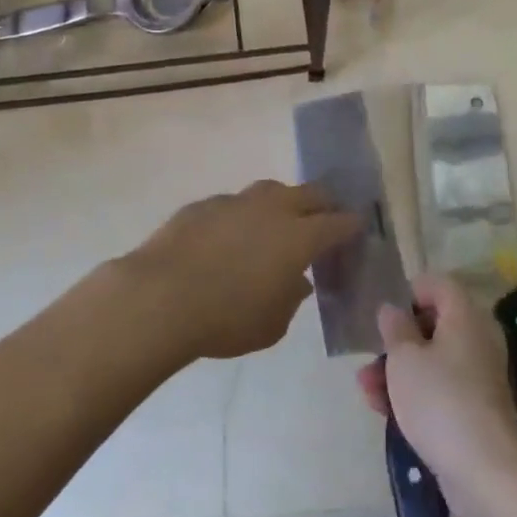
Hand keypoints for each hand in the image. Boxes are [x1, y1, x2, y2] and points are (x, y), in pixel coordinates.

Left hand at [124, 181, 357, 361]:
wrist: (160, 296)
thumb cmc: (226, 319)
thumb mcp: (272, 325)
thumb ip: (291, 299)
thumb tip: (296, 280)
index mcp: (298, 237)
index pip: (338, 222)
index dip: (351, 225)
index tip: (356, 230)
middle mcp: (273, 209)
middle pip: (311, 192)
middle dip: (323, 204)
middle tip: (324, 221)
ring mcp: (236, 201)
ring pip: (271, 190)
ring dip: (282, 204)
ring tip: (276, 226)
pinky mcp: (204, 204)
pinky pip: (234, 204)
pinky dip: (242, 216)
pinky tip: (230, 238)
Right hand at [355, 273, 516, 500]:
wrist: (484, 471)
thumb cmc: (440, 399)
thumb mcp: (404, 358)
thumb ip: (395, 329)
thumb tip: (393, 310)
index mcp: (465, 317)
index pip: (439, 285)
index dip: (410, 292)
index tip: (385, 312)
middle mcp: (477, 340)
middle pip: (433, 326)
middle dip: (397, 341)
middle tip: (370, 354)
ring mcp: (478, 378)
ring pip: (432, 362)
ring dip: (398, 371)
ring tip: (365, 389)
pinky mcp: (474, 411)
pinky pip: (440, 390)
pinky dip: (414, 395)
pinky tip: (383, 411)